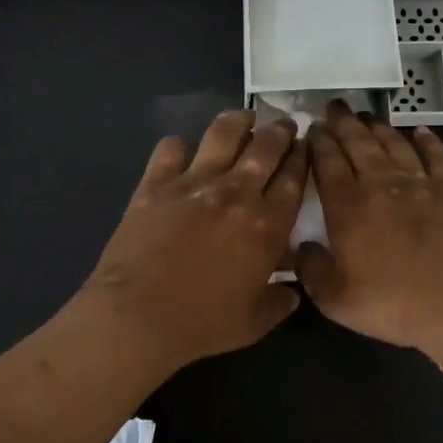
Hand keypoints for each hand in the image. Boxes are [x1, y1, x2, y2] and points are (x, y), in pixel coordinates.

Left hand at [78, 110, 307, 369]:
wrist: (137, 316)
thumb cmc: (200, 324)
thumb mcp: (252, 323)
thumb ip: (279, 303)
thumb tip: (293, 291)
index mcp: (267, 226)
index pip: (294, 178)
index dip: (303, 157)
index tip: (305, 147)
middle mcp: (236, 193)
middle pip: (266, 146)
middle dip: (281, 130)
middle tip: (284, 125)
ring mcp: (194, 182)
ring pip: (224, 133)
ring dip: (239, 121)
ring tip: (244, 119)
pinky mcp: (156, 183)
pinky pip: (170, 148)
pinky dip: (177, 146)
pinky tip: (180, 151)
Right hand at [296, 102, 442, 368]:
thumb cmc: (392, 304)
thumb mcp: (334, 299)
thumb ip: (310, 269)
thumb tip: (301, 246)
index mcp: (348, 206)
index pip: (326, 162)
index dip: (317, 142)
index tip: (311, 128)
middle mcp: (381, 184)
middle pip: (358, 143)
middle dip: (343, 123)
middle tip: (334, 108)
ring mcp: (419, 184)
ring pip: (394, 143)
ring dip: (378, 127)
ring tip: (366, 116)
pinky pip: (437, 156)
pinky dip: (428, 141)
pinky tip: (420, 131)